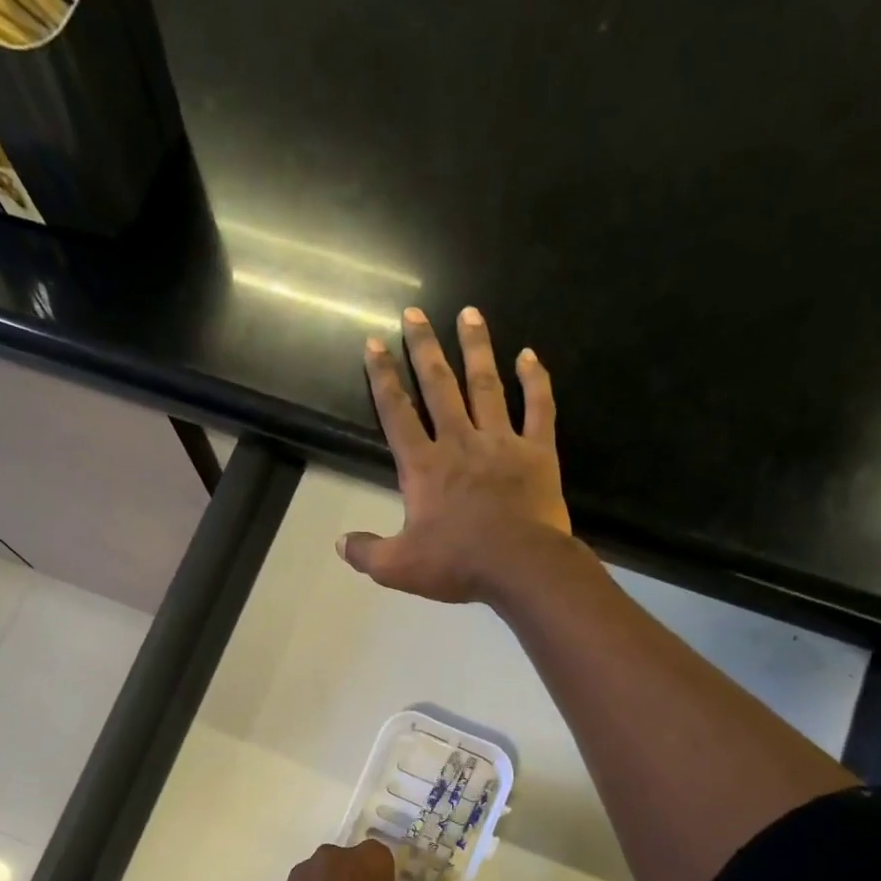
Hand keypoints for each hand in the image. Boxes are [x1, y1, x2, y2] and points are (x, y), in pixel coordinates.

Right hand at [342, 306, 576, 604]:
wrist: (521, 567)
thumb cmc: (458, 564)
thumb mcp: (399, 567)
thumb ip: (367, 552)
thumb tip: (341, 544)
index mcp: (425, 467)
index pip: (397, 414)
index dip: (382, 378)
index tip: (373, 344)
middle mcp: (460, 442)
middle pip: (439, 386)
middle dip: (424, 348)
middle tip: (415, 312)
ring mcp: (502, 443)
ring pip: (486, 385)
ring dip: (476, 348)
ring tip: (469, 314)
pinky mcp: (538, 452)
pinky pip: (539, 408)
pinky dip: (535, 380)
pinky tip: (529, 355)